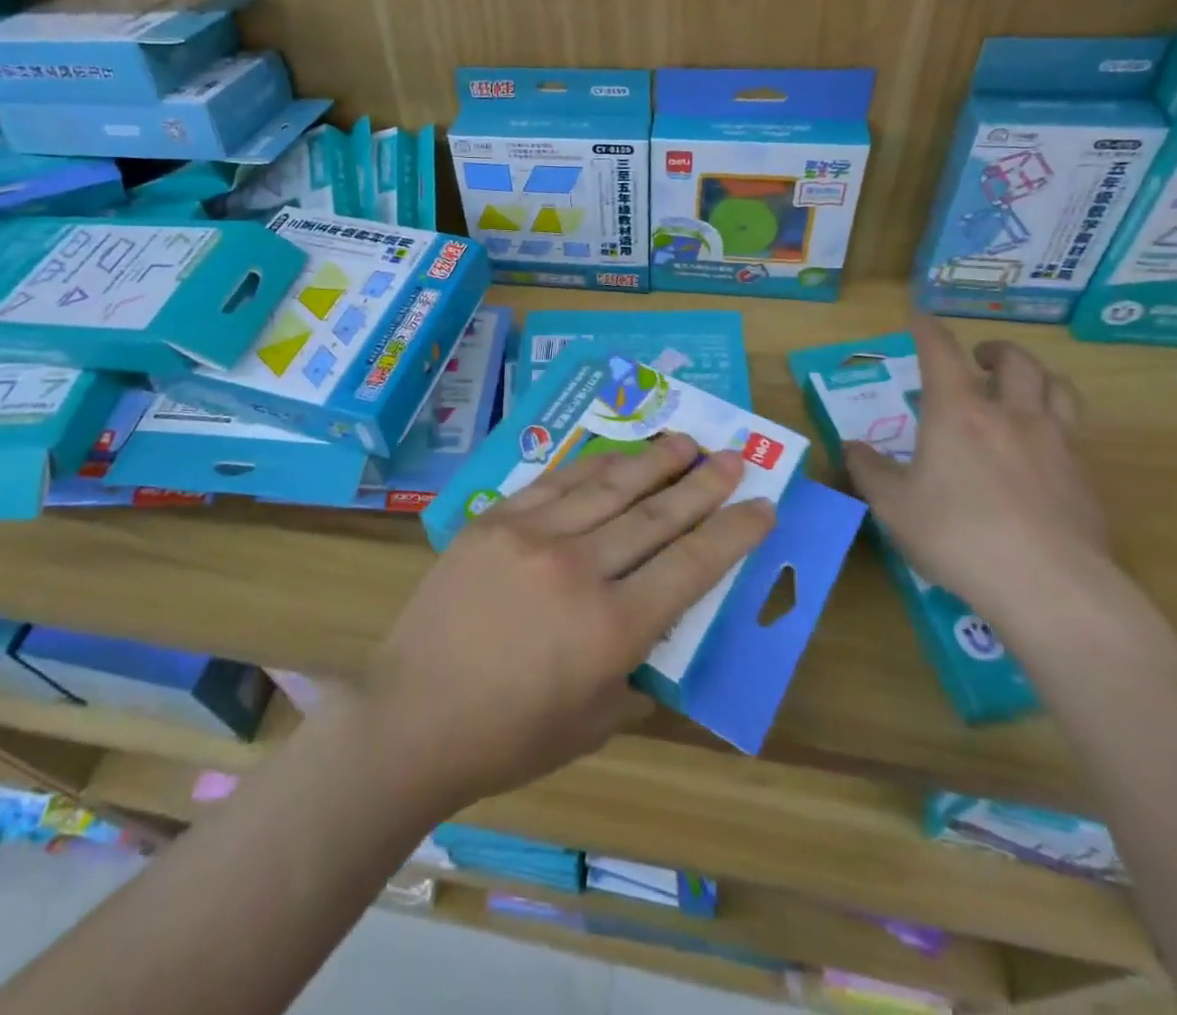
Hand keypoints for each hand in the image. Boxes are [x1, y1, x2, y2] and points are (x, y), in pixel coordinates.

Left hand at [358, 434, 774, 816]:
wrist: (414, 713)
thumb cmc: (509, 734)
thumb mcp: (595, 721)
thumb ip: (637, 668)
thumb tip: (660, 623)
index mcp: (611, 628)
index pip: (691, 565)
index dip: (733, 532)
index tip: (762, 504)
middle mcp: (578, 568)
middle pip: (655, 514)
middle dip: (703, 484)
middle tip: (734, 457)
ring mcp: (531, 535)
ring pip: (608, 486)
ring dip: (652, 462)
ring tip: (685, 441)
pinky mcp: (494, 520)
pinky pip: (555, 482)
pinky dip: (592, 466)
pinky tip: (615, 455)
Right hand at [843, 315, 1113, 633]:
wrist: (1048, 585)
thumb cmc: (956, 535)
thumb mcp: (893, 506)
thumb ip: (870, 471)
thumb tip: (852, 447)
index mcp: (958, 413)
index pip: (941, 353)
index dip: (928, 330)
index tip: (920, 316)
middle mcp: (1011, 415)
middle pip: (1015, 362)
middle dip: (995, 350)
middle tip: (980, 359)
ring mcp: (1056, 444)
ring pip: (1058, 388)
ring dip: (1037, 376)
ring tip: (1024, 386)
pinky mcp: (1085, 478)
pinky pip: (1074, 432)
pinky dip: (1055, 423)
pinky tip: (1043, 448)